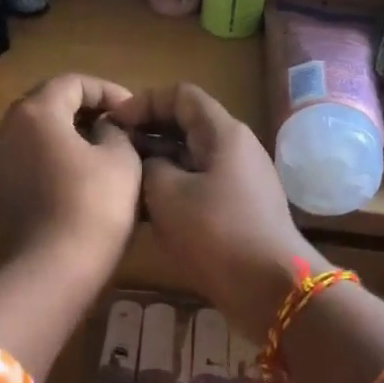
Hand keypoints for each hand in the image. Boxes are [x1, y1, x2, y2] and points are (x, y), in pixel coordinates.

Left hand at [0, 75, 141, 276]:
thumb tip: (104, 129)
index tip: (132, 111)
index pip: (73, 82)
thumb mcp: (122, 158)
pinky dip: (54, 157)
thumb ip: (116, 130)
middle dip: (86, 110)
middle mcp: (7, 128)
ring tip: (103, 150)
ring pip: (37, 132)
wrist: (54, 267)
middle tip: (119, 126)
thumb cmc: (94, 205)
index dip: (107, 90)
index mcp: (36, 112)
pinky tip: (81, 176)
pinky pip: (29, 158)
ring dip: (69, 134)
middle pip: (49, 103)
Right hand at [111, 83, 324, 335]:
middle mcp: (235, 149)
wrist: (270, 287)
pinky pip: (200, 188)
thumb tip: (147, 161)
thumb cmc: (216, 232)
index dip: (144, 102)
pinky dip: (173, 192)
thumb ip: (149, 165)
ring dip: (157, 167)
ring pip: (191, 160)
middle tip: (113, 155)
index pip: (181, 95)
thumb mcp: (168, 193)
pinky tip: (146, 213)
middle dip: (148, 135)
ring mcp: (239, 181)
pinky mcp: (238, 210)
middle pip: (186, 126)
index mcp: (223, 133)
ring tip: (124, 185)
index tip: (114, 124)